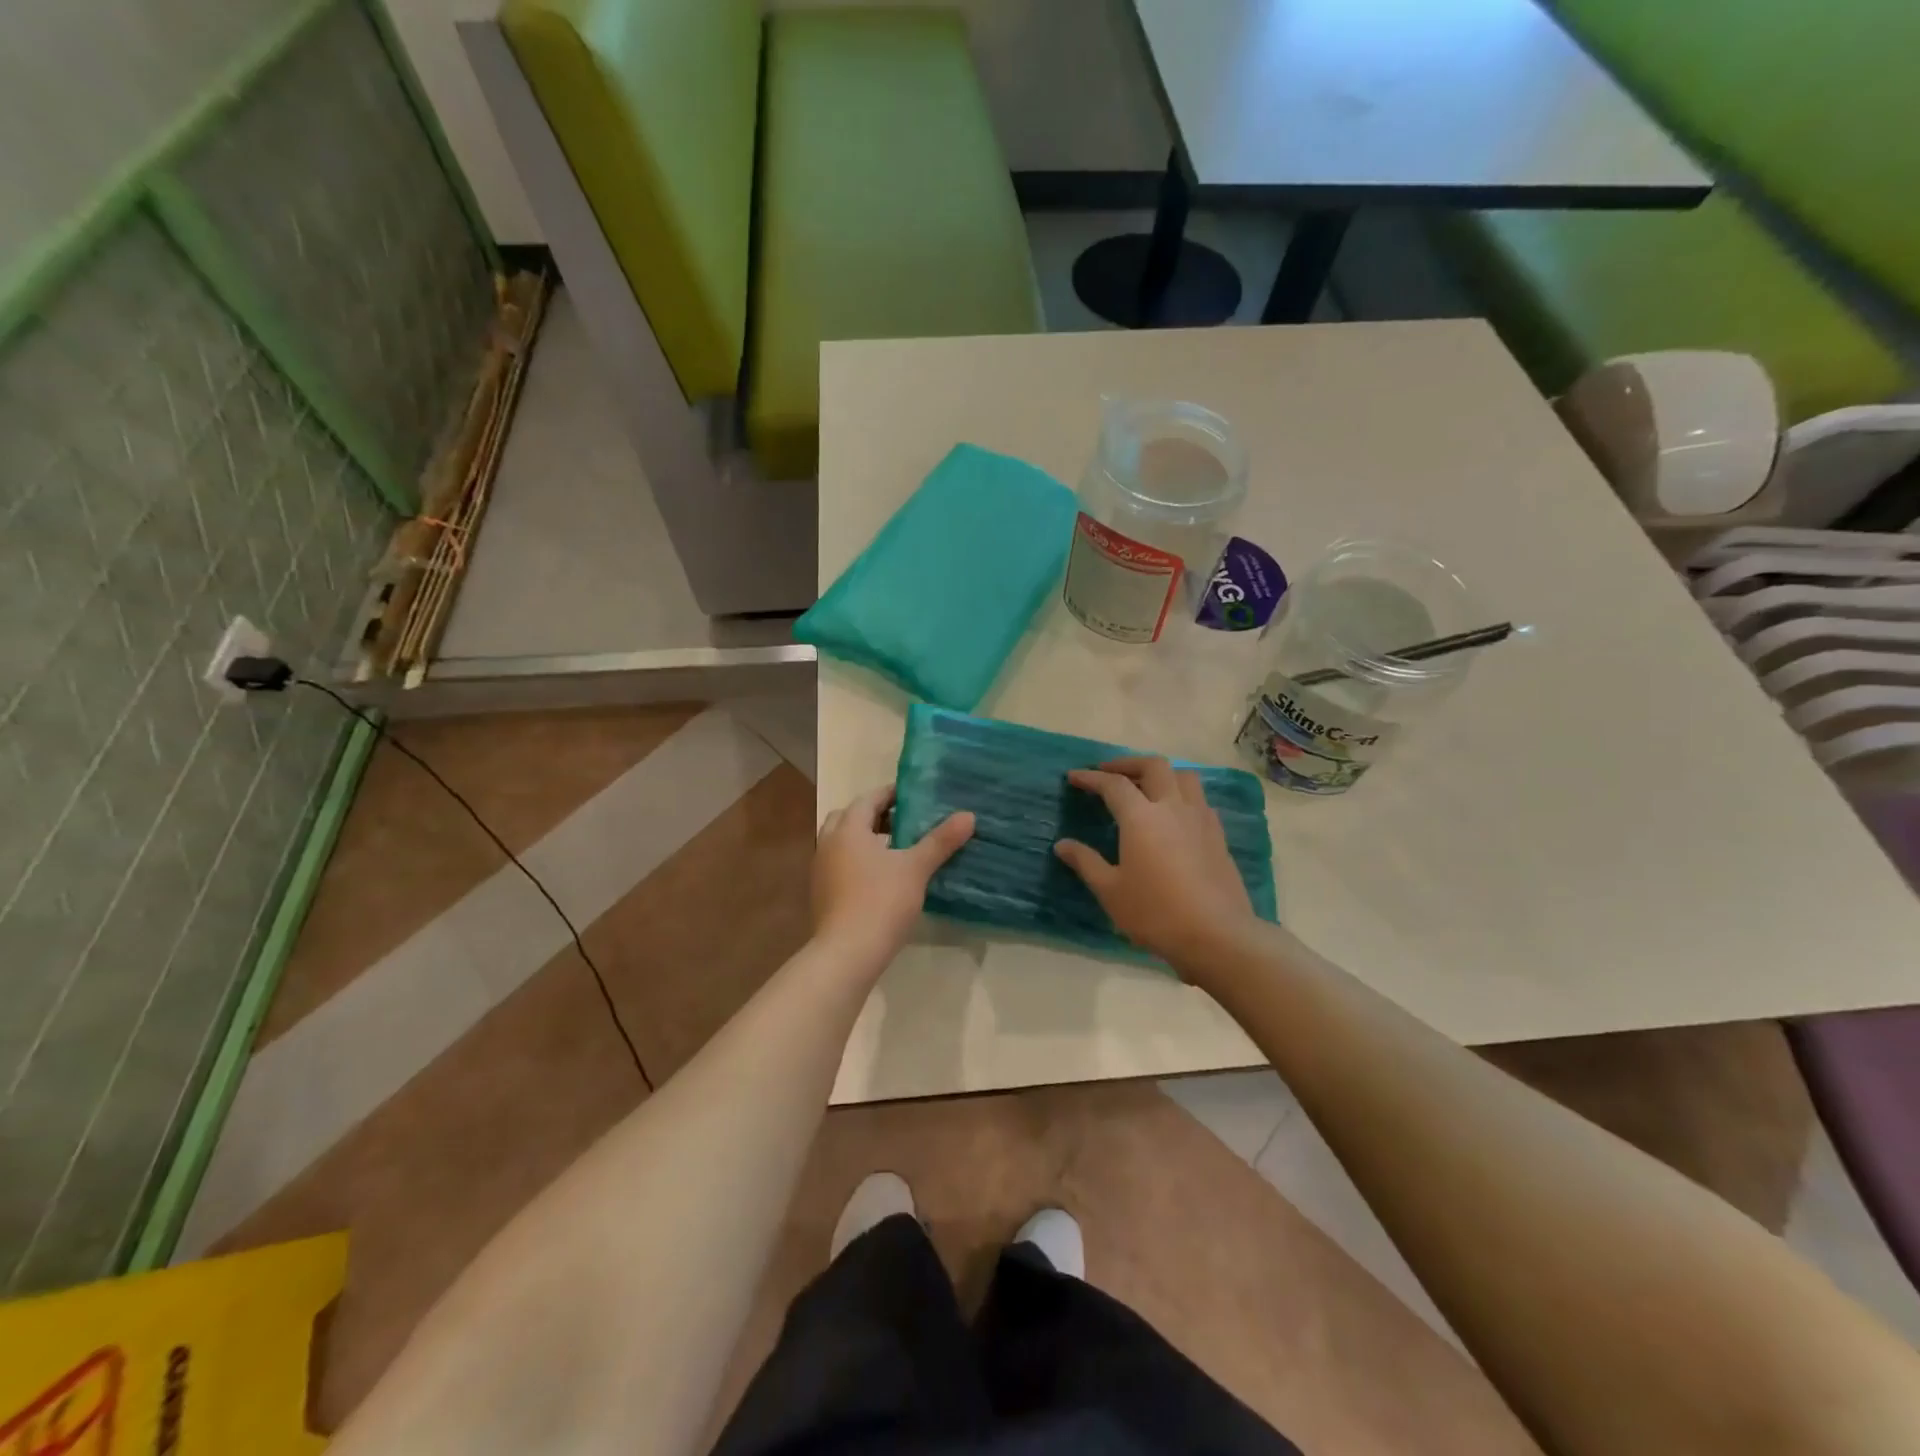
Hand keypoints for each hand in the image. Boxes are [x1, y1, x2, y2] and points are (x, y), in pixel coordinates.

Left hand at [813, 787, 973, 966]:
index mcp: (848, 829)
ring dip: (865, 838)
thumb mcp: (916, 868)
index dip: (891, 794)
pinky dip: (857, 860)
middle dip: (875, 815)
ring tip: (895, 848)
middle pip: (850, 817)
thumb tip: (968, 815)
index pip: (868, 799)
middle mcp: (829, 843)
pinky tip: (880, 876)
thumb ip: (940, 840)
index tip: (914, 796)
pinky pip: (840, 863)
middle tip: (904, 820)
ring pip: (842, 842)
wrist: (847, 953)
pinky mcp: (821, 893)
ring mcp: (821, 869)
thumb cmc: (881, 901)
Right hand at [1054, 756, 1256, 966]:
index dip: (1091, 778)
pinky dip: (1181, 794)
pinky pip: (1199, 799)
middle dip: (1128, 764)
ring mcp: (1200, 819)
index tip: (1074, 776)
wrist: (1217, 935)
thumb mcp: (1111, 891)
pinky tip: (1173, 815)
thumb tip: (1063, 844)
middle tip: (1109, 773)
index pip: (1113, 785)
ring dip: (1161, 774)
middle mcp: (1173, 807)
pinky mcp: (1218, 835)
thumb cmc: (1156, 913)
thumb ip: (1086, 862)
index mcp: (1141, 817)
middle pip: (1154, 766)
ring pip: (1184, 776)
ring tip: (1145, 786)